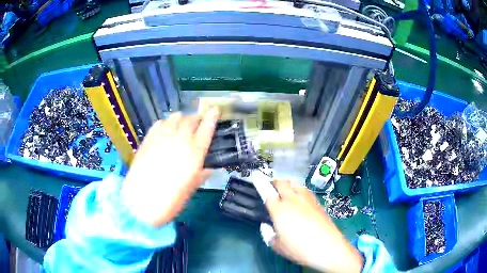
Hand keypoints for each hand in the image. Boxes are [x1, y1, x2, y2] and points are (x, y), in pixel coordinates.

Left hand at [121, 108, 219, 226]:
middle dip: (196, 118)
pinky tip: (165, 130)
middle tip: (197, 124)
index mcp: (195, 151)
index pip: (207, 127)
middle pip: (191, 119)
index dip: (212, 116)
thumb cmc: (171, 199)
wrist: (141, 201)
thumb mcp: (191, 188)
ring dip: (181, 119)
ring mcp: (162, 136)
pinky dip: (166, 123)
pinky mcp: (148, 138)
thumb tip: (208, 167)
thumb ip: (201, 173)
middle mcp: (180, 139)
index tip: (215, 109)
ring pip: (175, 116)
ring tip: (181, 126)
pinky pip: (159, 122)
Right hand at [266, 180, 363, 272]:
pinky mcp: (317, 202)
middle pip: (282, 182)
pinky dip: (300, 191)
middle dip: (275, 183)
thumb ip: (268, 234)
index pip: (267, 192)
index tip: (256, 176)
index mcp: (279, 210)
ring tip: (287, 194)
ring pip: (295, 183)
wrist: (328, 247)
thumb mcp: (277, 246)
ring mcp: (307, 199)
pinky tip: (301, 201)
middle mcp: (293, 200)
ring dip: (288, 185)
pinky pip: (306, 190)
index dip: (260, 183)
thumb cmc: (299, 249)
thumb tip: (267, 226)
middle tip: (273, 191)